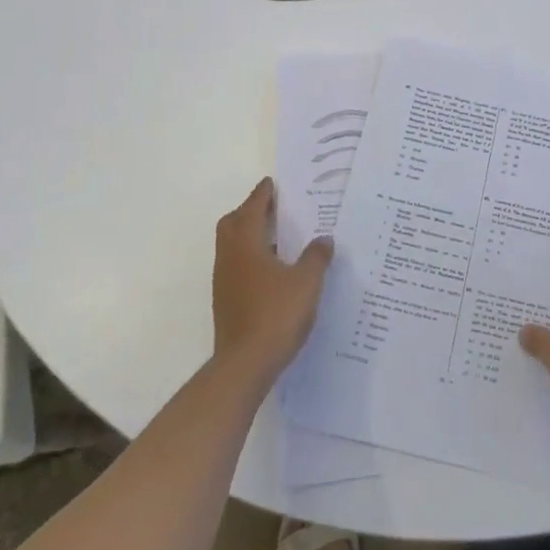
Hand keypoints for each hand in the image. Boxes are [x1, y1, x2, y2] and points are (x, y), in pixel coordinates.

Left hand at [212, 178, 333, 384]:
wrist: (245, 365)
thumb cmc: (276, 314)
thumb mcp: (307, 282)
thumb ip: (316, 257)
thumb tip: (324, 239)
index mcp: (246, 246)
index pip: (251, 210)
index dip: (262, 195)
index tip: (271, 184)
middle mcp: (230, 259)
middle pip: (232, 224)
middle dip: (249, 211)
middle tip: (271, 207)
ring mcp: (224, 283)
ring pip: (232, 247)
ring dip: (249, 235)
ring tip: (276, 237)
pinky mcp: (226, 303)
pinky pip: (236, 267)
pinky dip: (250, 258)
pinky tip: (272, 271)